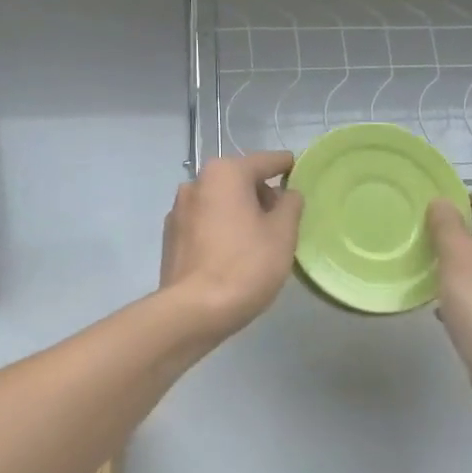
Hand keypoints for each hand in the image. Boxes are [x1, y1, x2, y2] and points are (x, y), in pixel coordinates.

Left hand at [160, 152, 303, 338]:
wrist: (193, 311)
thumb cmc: (245, 266)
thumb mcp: (283, 233)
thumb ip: (290, 204)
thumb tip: (287, 194)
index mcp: (225, 173)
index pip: (265, 161)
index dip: (287, 166)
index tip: (300, 171)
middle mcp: (196, 182)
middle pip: (239, 180)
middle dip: (262, 195)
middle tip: (283, 221)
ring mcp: (178, 210)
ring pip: (220, 202)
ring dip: (240, 213)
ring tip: (259, 241)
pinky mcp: (170, 236)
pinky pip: (204, 223)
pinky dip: (221, 229)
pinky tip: (232, 255)